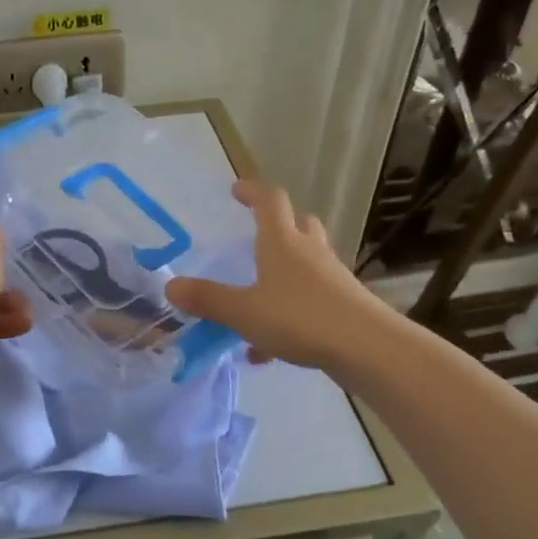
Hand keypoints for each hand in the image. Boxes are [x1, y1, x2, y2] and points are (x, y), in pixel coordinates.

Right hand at [164, 180, 387, 370]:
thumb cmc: (300, 318)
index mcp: (282, 242)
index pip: (269, 201)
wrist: (367, 348)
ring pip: (307, 262)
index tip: (236, 189)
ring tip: (258, 298)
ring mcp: (331, 277)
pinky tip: (271, 348)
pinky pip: (312, 299)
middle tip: (256, 238)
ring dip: (284, 271)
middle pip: (298, 225)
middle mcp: (309, 251)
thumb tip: (170, 287)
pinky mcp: (344, 304)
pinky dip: (291, 312)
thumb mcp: (243, 311)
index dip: (252, 191)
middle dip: (278, 226)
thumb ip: (208, 299)